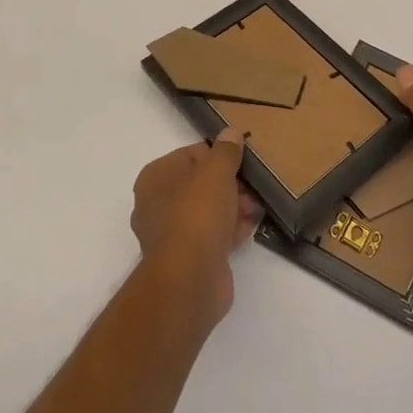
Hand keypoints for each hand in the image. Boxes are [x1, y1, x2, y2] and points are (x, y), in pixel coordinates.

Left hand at [131, 131, 263, 322]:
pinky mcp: (188, 260)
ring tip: (257, 206)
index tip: (242, 161)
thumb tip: (231, 133)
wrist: (190, 280)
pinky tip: (251, 226)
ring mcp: (171, 235)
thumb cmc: (197, 214)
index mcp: (155, 178)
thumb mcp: (216, 172)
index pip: (190, 155)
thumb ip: (225, 151)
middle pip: (200, 184)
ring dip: (233, 207)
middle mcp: (156, 205)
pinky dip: (231, 230)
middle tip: (254, 186)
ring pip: (208, 211)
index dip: (218, 156)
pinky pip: (212, 236)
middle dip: (230, 184)